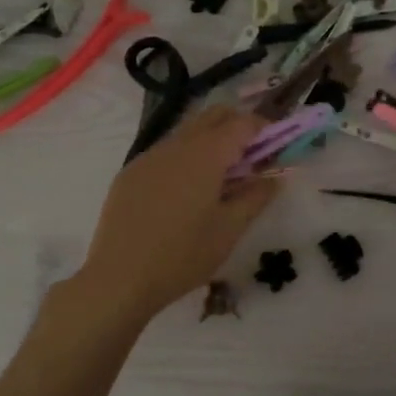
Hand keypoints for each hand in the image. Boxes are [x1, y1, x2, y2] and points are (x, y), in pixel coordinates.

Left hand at [75, 105, 279, 320]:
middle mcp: (177, 145)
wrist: (119, 278)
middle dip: (237, 126)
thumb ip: (256, 197)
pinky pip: (166, 152)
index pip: (242, 123)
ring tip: (221, 176)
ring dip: (211, 141)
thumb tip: (274, 178)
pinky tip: (186, 191)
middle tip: (252, 157)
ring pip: (187, 131)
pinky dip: (186, 157)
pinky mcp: (131, 172)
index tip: (276, 146)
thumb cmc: (182, 255)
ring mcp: (149, 156)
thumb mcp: (229, 230)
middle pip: (213, 116)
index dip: (264, 128)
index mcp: (206, 154)